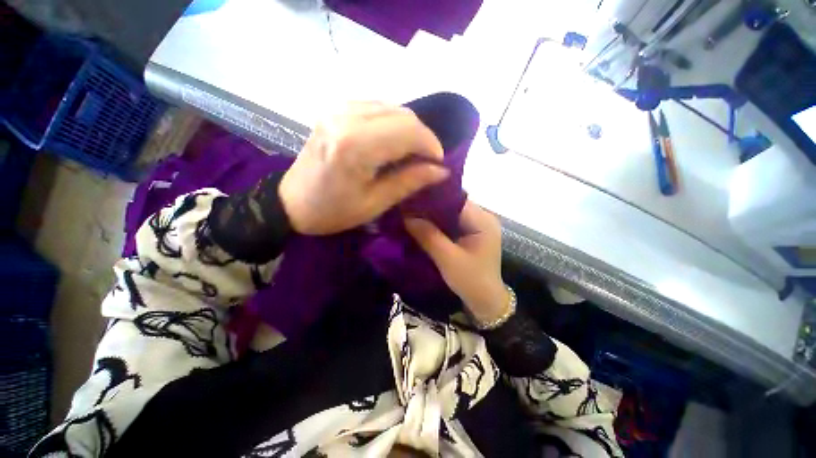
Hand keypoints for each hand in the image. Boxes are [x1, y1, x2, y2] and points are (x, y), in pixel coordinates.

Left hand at [279, 102, 448, 234]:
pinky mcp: (335, 110)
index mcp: (355, 146)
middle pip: (403, 114)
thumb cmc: (334, 212)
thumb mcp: (375, 203)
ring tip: (410, 154)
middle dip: (422, 137)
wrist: (292, 203)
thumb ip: (410, 182)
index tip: (438, 164)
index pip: (408, 131)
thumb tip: (441, 170)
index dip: (431, 145)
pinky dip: (392, 123)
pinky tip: (390, 142)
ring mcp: (338, 109)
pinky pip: (376, 107)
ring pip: (392, 107)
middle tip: (425, 161)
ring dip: (408, 129)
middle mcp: (346, 117)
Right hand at [405, 200, 509, 324]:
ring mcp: (478, 225)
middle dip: (431, 207)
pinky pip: (452, 223)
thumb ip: (428, 236)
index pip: (455, 200)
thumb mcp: (447, 259)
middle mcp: (482, 218)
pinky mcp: (472, 233)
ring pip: (451, 213)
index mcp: (482, 221)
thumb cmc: (471, 281)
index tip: (412, 200)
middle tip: (408, 208)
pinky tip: (424, 225)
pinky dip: (439, 224)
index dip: (433, 199)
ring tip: (412, 214)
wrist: (486, 301)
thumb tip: (406, 217)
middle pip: (453, 205)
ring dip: (434, 216)